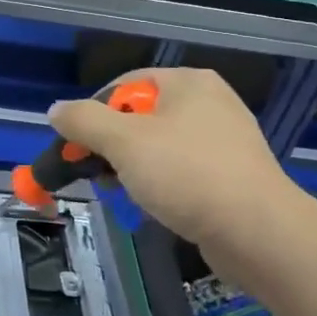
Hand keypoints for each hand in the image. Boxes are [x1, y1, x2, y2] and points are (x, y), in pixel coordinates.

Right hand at [50, 68, 288, 267]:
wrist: (259, 233)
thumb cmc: (187, 174)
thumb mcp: (123, 142)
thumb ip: (83, 121)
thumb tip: (56, 111)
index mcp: (188, 82)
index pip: (125, 84)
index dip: (94, 112)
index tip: (78, 145)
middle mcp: (210, 102)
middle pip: (141, 116)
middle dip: (113, 145)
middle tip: (98, 172)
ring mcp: (226, 139)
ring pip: (160, 146)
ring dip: (134, 168)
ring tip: (124, 193)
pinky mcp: (234, 175)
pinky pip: (184, 170)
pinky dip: (163, 184)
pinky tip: (155, 206)